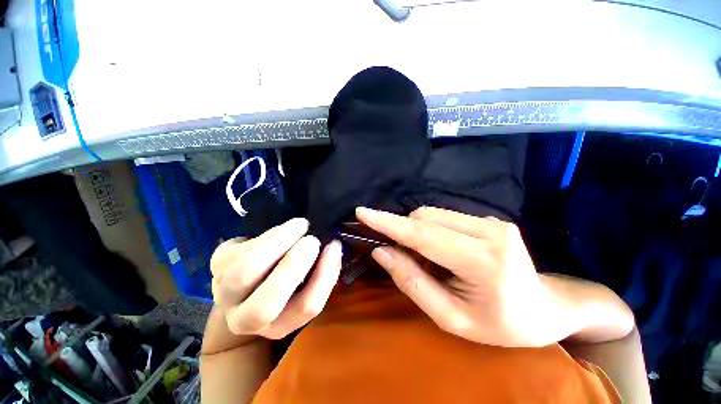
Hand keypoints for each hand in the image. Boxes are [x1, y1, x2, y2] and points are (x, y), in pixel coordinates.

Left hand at [210, 218, 341, 339]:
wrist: (251, 275)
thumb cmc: (287, 279)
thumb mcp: (307, 282)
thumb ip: (321, 272)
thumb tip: (333, 248)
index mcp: (279, 324)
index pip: (305, 308)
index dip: (324, 275)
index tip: (334, 246)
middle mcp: (246, 319)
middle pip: (266, 304)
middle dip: (294, 267)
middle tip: (312, 240)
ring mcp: (224, 293)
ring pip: (244, 273)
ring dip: (278, 244)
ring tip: (300, 226)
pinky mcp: (217, 264)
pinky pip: (240, 250)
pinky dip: (268, 236)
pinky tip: (285, 228)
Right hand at [356, 206, 580, 347]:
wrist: (544, 308)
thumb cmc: (498, 324)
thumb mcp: (450, 318)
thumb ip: (412, 282)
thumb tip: (381, 252)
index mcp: (483, 263)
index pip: (423, 235)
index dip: (389, 223)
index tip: (363, 212)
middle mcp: (490, 232)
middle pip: (426, 219)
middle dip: (404, 232)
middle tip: (404, 257)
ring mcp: (492, 221)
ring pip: (433, 214)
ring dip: (418, 232)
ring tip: (428, 259)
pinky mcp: (490, 218)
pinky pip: (445, 217)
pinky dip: (431, 230)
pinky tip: (442, 250)